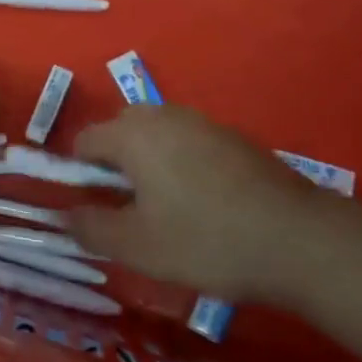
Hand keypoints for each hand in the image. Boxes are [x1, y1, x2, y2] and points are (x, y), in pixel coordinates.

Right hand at [70, 105, 331, 298]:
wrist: (297, 239)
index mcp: (133, 134)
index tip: (95, 210)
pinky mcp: (232, 137)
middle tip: (129, 211)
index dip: (79, 174)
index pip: (85, 140)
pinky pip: (188, 142)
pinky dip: (180, 164)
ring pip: (156, 135)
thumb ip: (91, 228)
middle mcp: (164, 115)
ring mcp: (202, 122)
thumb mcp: (137, 246)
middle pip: (120, 131)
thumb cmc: (205, 240)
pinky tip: (203, 204)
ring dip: (148, 164)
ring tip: (165, 210)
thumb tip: (64, 216)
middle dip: (114, 166)